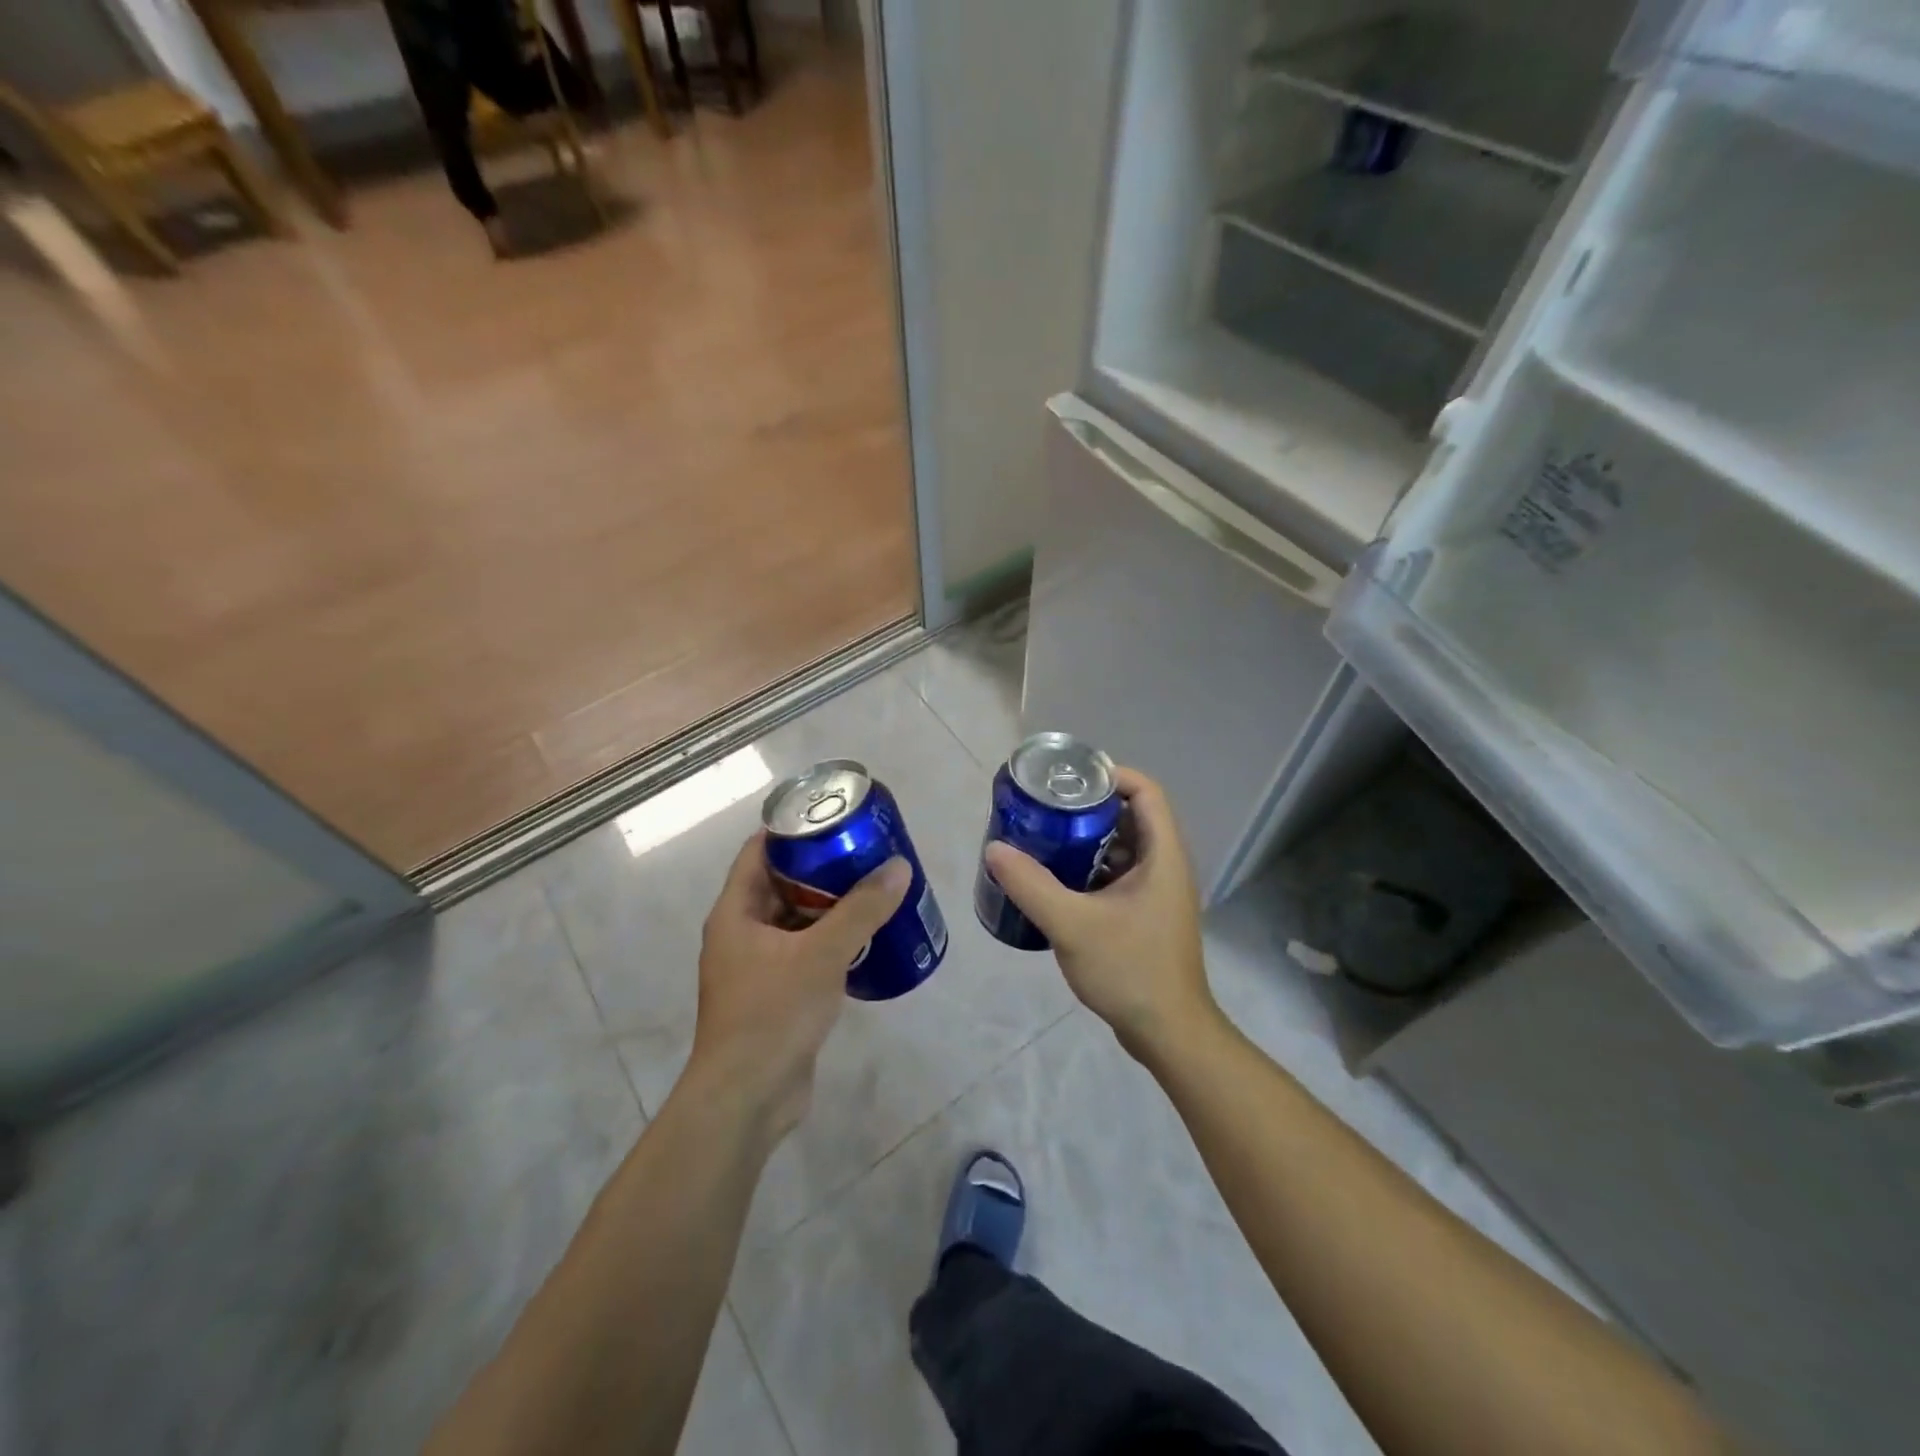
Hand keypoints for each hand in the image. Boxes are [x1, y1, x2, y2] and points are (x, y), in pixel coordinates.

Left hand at [688, 832, 910, 1137]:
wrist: (748, 1099)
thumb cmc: (773, 1014)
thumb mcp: (821, 954)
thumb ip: (862, 909)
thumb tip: (898, 867)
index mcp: (735, 912)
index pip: (759, 851)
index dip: (793, 829)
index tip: (832, 816)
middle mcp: (741, 933)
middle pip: (781, 884)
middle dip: (821, 868)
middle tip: (864, 852)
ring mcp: (756, 966)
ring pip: (796, 921)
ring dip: (829, 906)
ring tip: (873, 888)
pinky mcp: (775, 995)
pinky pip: (804, 953)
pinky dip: (830, 941)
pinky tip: (866, 938)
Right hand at [983, 767, 1217, 1063]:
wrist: (1168, 1033)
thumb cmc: (1130, 970)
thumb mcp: (1073, 925)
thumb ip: (1031, 886)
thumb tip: (994, 849)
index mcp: (1162, 855)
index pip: (1146, 791)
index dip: (1110, 775)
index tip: (1068, 779)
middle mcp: (1166, 865)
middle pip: (1131, 816)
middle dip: (1089, 807)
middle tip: (1045, 808)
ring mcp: (1158, 892)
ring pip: (1123, 847)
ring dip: (1087, 839)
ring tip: (1044, 839)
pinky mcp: (1146, 914)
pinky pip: (1118, 875)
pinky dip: (1090, 869)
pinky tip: (1057, 881)